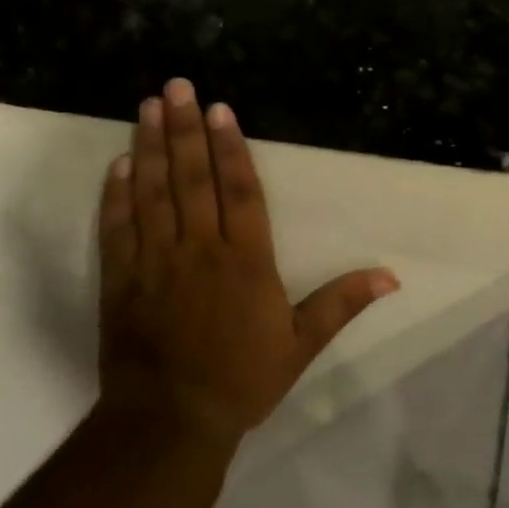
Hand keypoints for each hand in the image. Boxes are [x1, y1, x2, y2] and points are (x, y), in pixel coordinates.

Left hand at [96, 79, 399, 444]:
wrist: (170, 421)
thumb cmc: (242, 379)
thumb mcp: (301, 344)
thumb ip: (342, 303)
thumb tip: (391, 275)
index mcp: (245, 260)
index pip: (240, 191)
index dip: (231, 148)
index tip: (220, 110)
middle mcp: (200, 249)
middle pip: (193, 179)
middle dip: (184, 130)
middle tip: (176, 86)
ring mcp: (155, 262)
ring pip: (152, 193)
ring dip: (149, 148)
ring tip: (147, 107)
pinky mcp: (121, 280)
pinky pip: (118, 228)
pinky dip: (116, 195)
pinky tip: (118, 164)